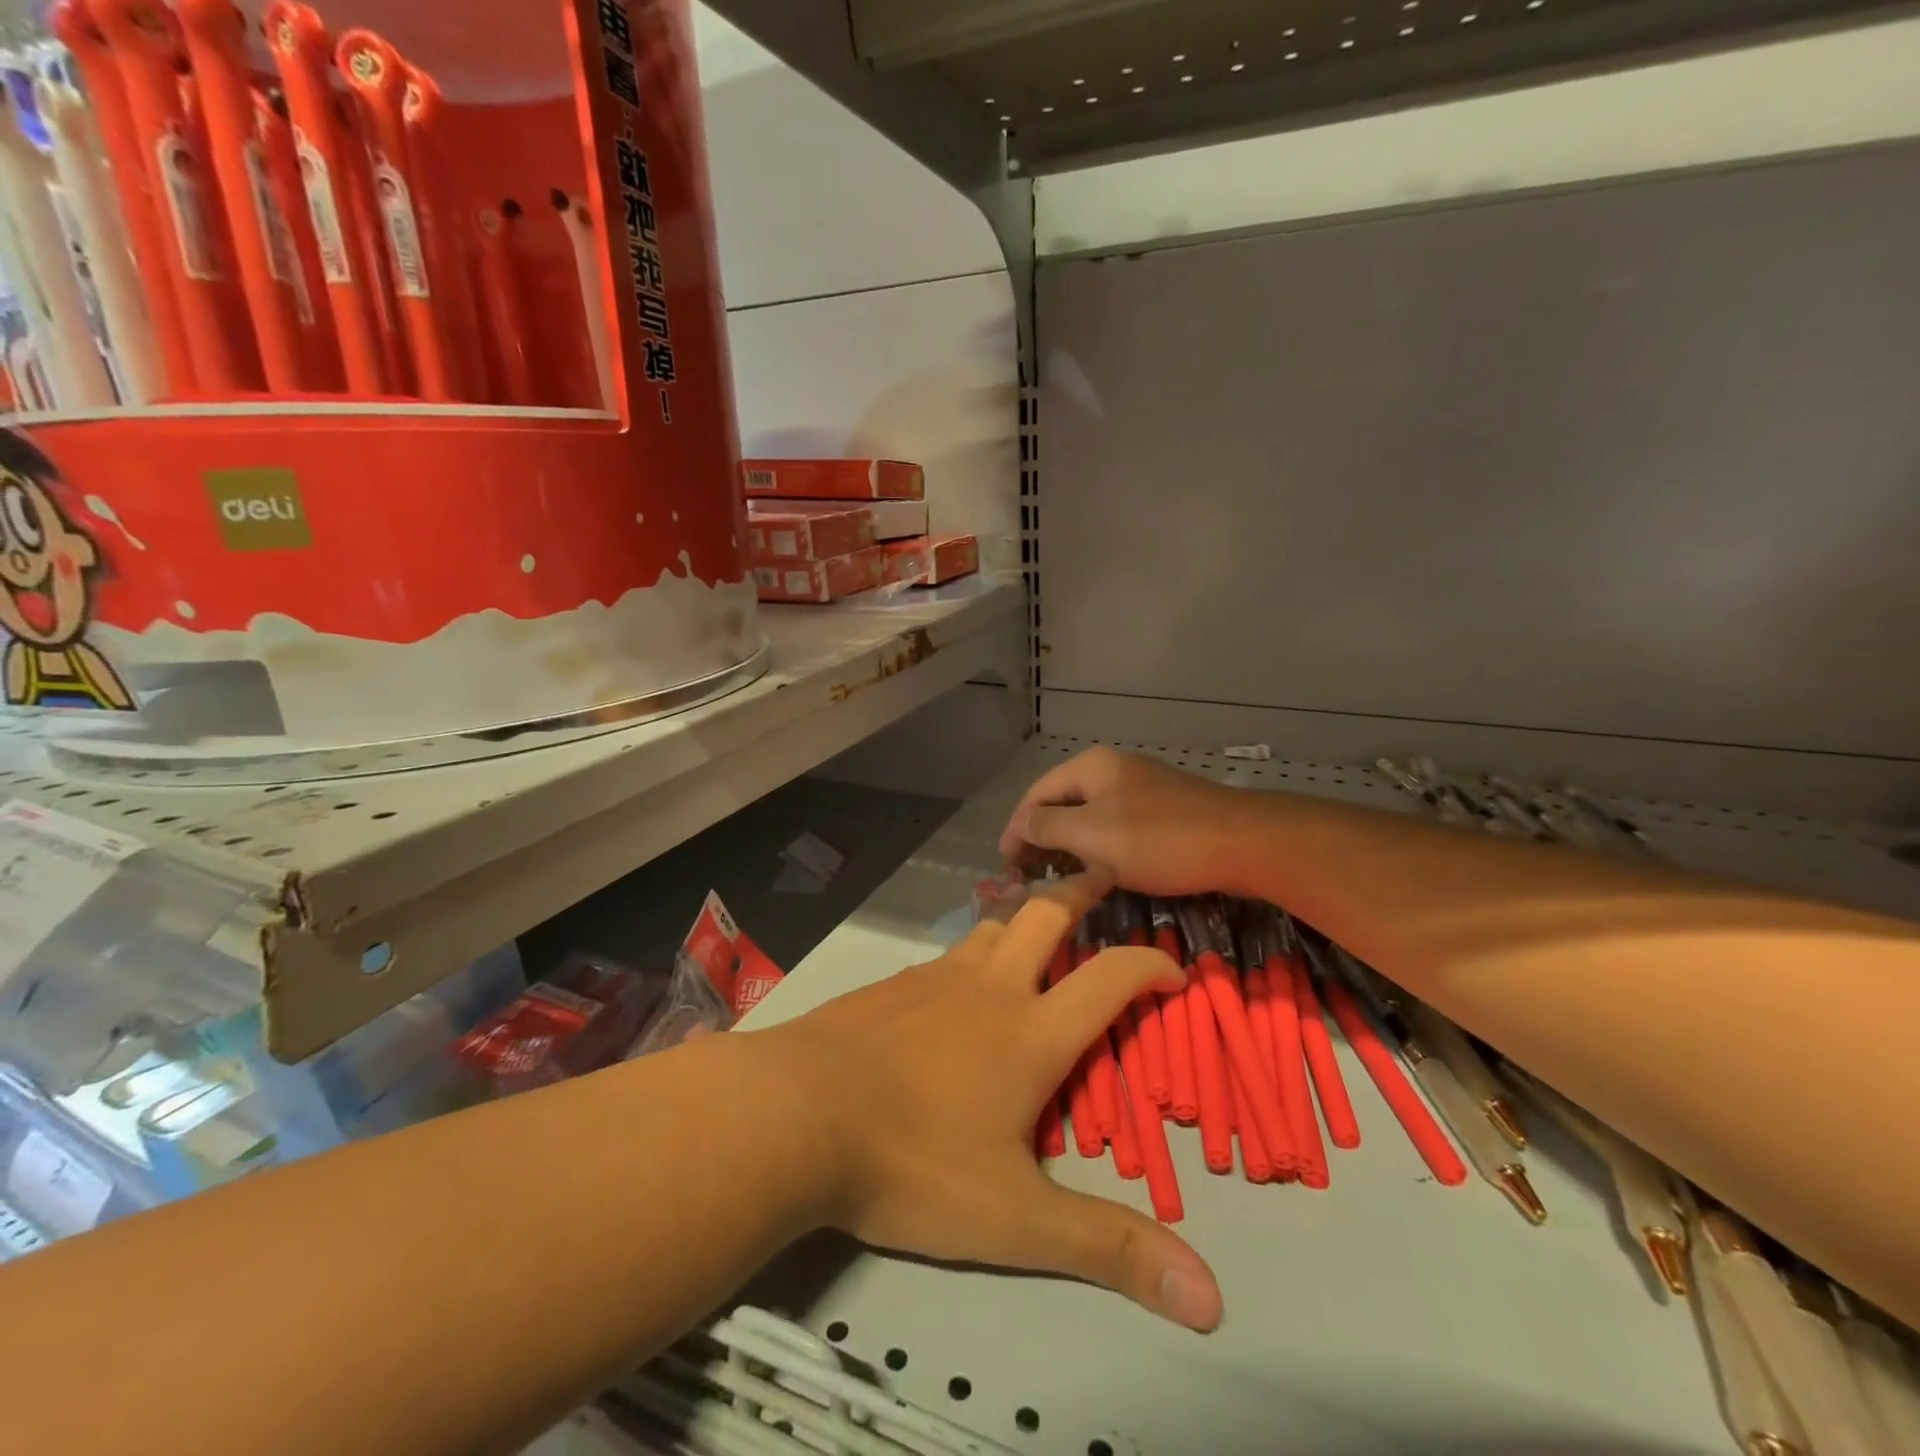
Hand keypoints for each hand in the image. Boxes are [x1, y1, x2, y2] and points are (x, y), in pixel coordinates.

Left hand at [760, 872, 1222, 1332]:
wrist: (795, 1114)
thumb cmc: (912, 1162)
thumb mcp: (1015, 1220)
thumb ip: (1108, 1249)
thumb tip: (1212, 1301)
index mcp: (1031, 1032)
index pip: (1110, 977)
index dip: (1151, 966)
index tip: (1174, 970)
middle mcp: (989, 988)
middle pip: (1045, 914)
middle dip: (1080, 891)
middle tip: (1101, 878)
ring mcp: (933, 978)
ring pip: (991, 927)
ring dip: (1022, 920)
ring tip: (1035, 929)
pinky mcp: (890, 985)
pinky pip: (944, 956)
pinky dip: (970, 955)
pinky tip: (955, 986)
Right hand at [999, 746, 1262, 897]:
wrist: (1243, 843)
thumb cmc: (1159, 839)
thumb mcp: (1093, 835)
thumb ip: (1048, 828)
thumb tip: (1021, 826)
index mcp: (1091, 767)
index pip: (1037, 794)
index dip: (1015, 829)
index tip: (1003, 866)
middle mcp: (1112, 770)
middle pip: (1062, 803)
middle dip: (1040, 839)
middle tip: (1025, 876)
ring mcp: (1141, 790)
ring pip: (1090, 819)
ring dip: (1068, 848)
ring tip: (1054, 880)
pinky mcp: (1163, 813)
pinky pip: (1116, 830)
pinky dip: (1098, 851)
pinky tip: (1097, 874)